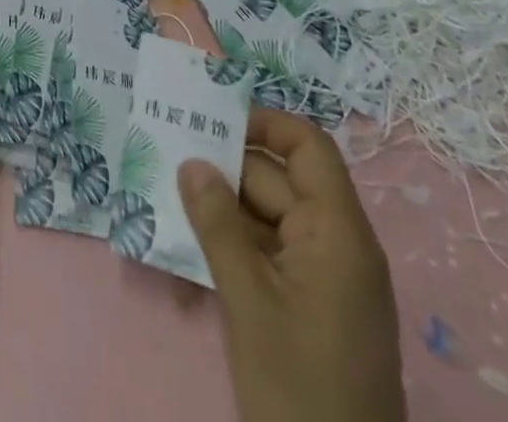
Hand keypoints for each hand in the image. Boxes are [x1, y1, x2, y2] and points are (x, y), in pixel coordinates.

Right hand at [179, 109, 404, 421]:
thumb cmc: (299, 387)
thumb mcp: (249, 300)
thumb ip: (218, 223)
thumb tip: (192, 161)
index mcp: (339, 233)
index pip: (307, 147)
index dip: (264, 123)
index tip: (212, 121)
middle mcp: (339, 245)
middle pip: (279, 181)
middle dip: (225, 170)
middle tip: (167, 159)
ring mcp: (329, 280)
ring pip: (270, 219)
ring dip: (224, 212)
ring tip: (169, 203)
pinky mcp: (315, 309)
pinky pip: (272, 255)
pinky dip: (236, 248)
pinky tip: (193, 256)